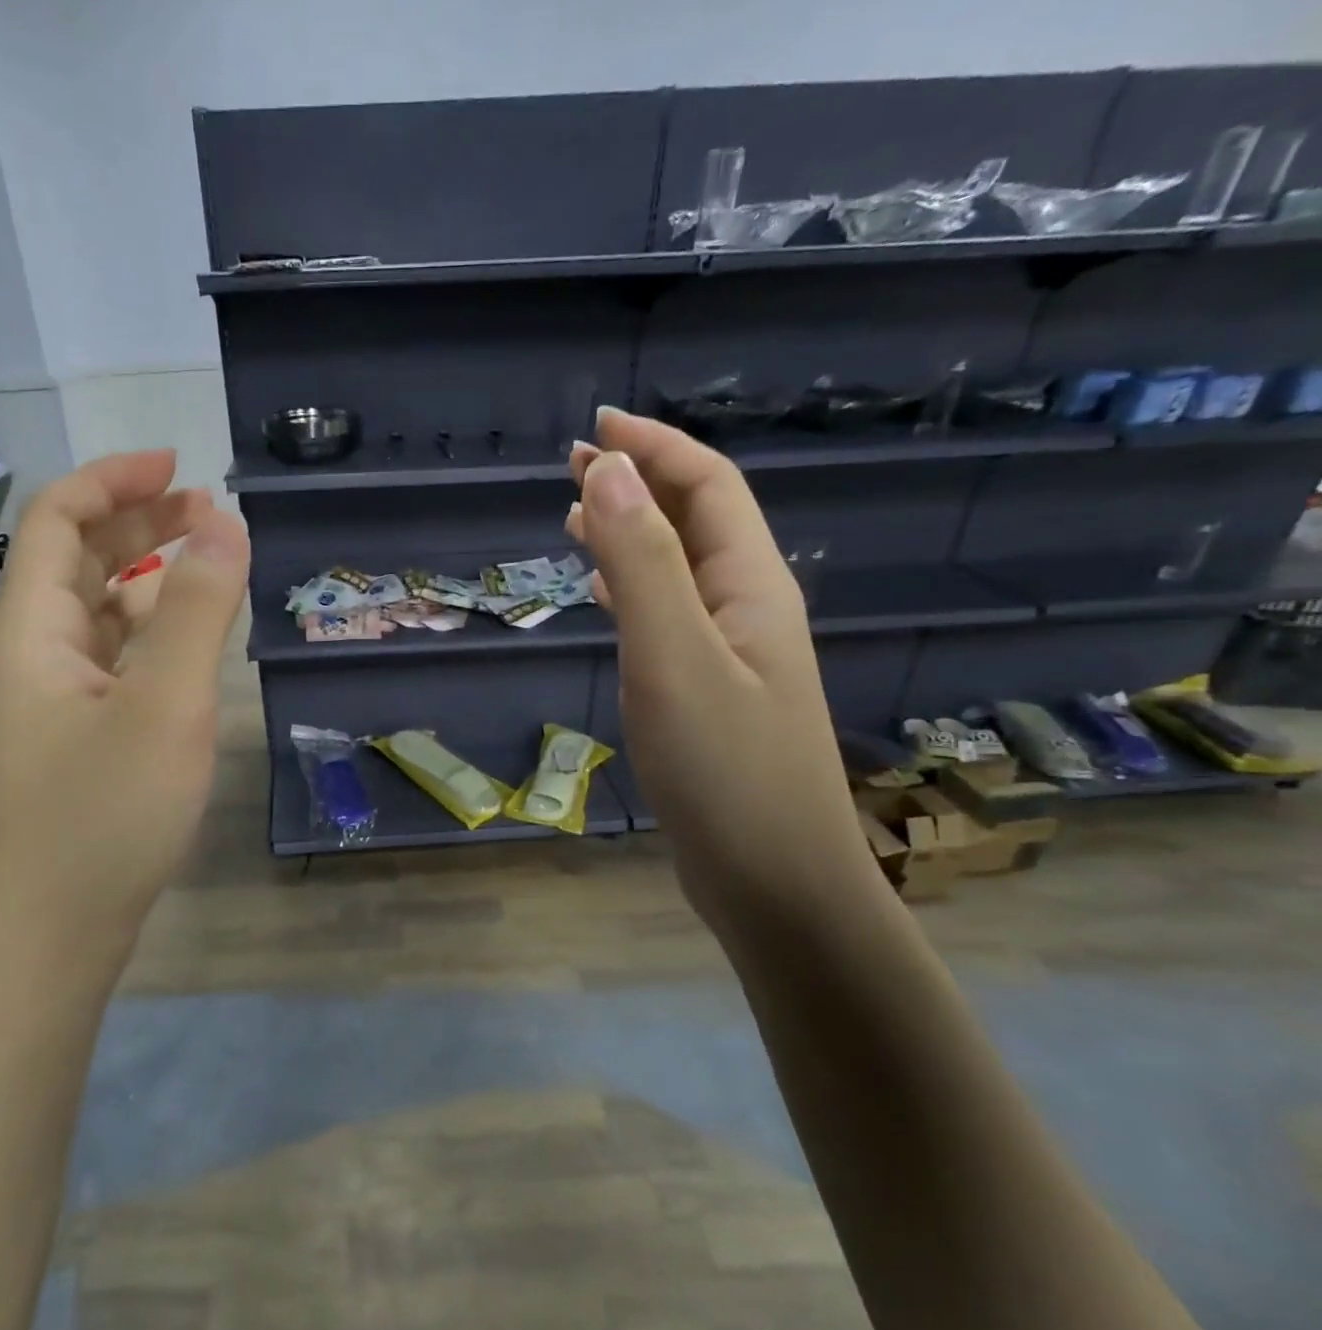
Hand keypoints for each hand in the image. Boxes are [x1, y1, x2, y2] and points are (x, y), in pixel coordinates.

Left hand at [0, 449, 248, 970]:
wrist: (50, 936)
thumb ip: (198, 610)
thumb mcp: (166, 704)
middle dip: (138, 524)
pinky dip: (149, 636)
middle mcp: (33, 656)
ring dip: (147, 580)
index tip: (179, 464)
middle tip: (208, 512)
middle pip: (76, 562)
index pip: (58, 519)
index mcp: (33, 630)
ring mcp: (52, 703)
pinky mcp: (75, 742)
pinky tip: (185, 648)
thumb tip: (225, 521)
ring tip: (207, 570)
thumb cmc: (104, 815)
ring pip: (96, 615)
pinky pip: (111, 663)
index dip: (114, 480)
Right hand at [568, 407, 877, 928]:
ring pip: (680, 571)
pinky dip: (633, 592)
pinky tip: (608, 597)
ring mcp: (732, 657)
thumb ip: (643, 565)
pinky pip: (669, 619)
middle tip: (575, 465)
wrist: (775, 881)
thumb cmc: (726, 771)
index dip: (655, 447)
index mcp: (752, 587)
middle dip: (640, 482)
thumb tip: (607, 473)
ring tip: (579, 518)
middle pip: (697, 521)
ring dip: (634, 534)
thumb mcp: (675, 659)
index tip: (596, 427)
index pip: (709, 487)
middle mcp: (749, 610)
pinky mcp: (710, 697)